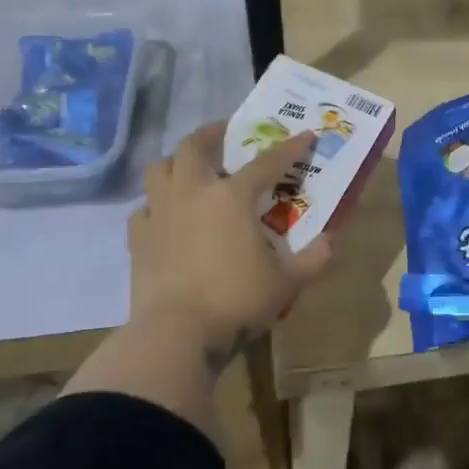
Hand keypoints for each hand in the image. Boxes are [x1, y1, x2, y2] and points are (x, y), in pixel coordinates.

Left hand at [127, 122, 333, 370]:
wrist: (177, 335)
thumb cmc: (237, 301)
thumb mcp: (288, 283)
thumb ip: (314, 258)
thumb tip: (330, 240)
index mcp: (232, 197)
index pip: (267, 162)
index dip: (290, 147)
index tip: (305, 135)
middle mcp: (193, 193)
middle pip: (195, 146)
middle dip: (213, 133)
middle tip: (227, 134)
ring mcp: (160, 213)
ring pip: (160, 169)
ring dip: (177, 162)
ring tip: (191, 168)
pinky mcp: (138, 239)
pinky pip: (144, 208)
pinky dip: (157, 205)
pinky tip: (167, 216)